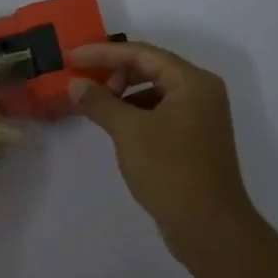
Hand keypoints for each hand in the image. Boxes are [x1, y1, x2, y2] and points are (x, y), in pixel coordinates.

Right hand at [66, 40, 256, 260]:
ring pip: (155, 93)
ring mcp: (200, 117)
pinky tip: (117, 129)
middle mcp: (201, 92)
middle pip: (151, 69)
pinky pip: (160, 113)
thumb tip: (76, 84)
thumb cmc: (169, 170)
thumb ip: (100, 102)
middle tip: (84, 86)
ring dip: (124, 95)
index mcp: (193, 82)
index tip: (70, 57)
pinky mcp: (194, 140)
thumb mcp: (129, 132)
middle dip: (114, 73)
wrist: (207, 224)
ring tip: (97, 109)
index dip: (103, 53)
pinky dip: (136, 114)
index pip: (142, 53)